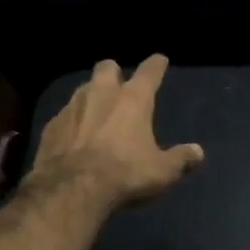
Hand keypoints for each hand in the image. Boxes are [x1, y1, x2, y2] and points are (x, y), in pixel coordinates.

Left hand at [30, 55, 204, 208]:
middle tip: (120, 86)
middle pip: (107, 67)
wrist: (71, 189)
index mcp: (133, 99)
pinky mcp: (51, 125)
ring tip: (97, 112)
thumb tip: (198, 152)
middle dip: (115, 73)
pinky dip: (72, 122)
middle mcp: (101, 93)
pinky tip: (73, 138)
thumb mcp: (162, 172)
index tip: (160, 60)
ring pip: (83, 88)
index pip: (149, 72)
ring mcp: (72, 107)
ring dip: (91, 96)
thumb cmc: (124, 174)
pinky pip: (64, 115)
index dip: (156, 65)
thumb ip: (181, 159)